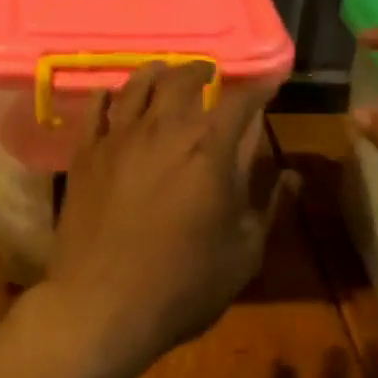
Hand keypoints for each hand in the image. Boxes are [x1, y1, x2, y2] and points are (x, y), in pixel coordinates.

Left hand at [38, 62, 275, 377]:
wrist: (101, 306)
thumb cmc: (183, 285)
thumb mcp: (243, 252)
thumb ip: (268, 206)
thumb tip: (291, 175)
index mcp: (211, 149)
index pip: (240, 101)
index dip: (258, 88)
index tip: (269, 84)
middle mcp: (165, 129)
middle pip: (184, 79)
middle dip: (203, 71)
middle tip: (211, 73)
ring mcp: (120, 137)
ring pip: (139, 83)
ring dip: (158, 72)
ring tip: (165, 72)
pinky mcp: (86, 153)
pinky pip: (96, 109)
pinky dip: (108, 95)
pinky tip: (112, 95)